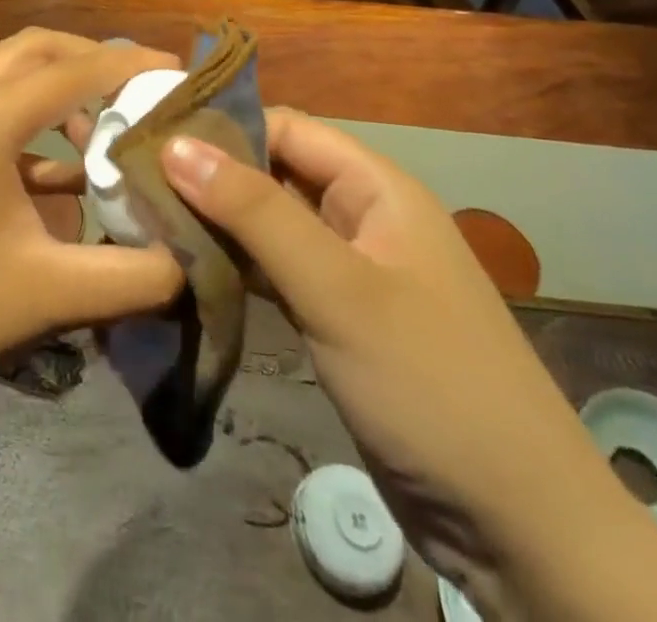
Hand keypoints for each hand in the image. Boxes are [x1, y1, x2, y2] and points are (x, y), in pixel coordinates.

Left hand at [0, 29, 185, 416]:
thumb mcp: (54, 295)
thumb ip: (136, 275)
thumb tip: (194, 259)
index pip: (71, 71)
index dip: (128, 64)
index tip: (176, 70)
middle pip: (34, 49)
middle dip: (90, 60)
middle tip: (138, 88)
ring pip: (8, 72)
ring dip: (57, 88)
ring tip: (103, 131)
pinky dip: (30, 119)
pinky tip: (59, 172)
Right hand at [161, 112, 656, 616]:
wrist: (522, 531)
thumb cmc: (431, 384)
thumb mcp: (337, 289)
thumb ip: (254, 213)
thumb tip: (175, 143)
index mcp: (375, 186)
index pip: (284, 127)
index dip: (221, 125)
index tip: (150, 135)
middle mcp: (362, 215)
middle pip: (272, 173)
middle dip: (209, 175)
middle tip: (133, 181)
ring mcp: (349, 270)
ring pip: (268, 224)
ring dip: (215, 222)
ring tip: (144, 219)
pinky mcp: (336, 317)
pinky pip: (275, 272)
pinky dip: (234, 267)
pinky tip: (185, 269)